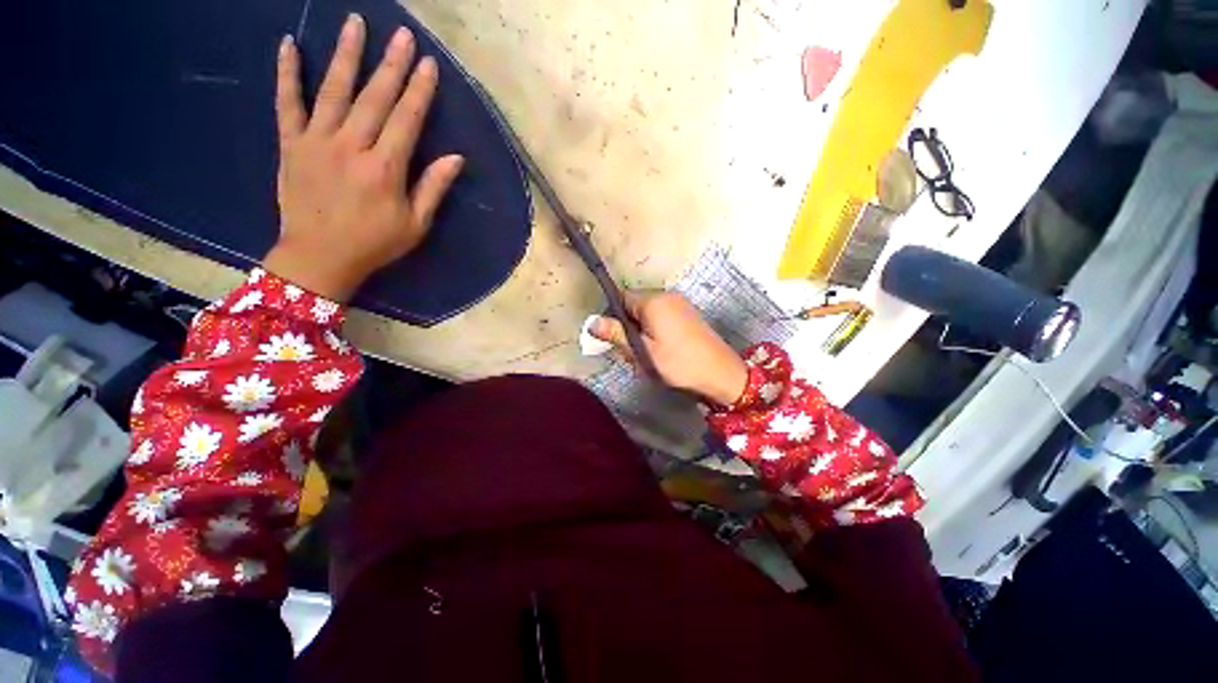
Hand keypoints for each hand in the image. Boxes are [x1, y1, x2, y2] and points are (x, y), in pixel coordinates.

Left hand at [264, 14, 464, 301]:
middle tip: (402, 34)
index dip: (419, 91)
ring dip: (346, 55)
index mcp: (385, 168)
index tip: (429, 64)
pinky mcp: (291, 144)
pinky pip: (287, 103)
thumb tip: (456, 158)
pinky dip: (287, 73)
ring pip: (333, 90)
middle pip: (375, 98)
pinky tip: (289, 45)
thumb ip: (433, 188)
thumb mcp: (415, 224)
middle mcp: (352, 146)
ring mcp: (317, 141)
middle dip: (391, 64)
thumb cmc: (374, 243)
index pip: (407, 120)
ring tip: (355, 24)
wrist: (319, 257)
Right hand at [592, 292, 748, 405]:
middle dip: (629, 326)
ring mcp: (680, 304)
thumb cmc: (678, 363)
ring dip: (642, 330)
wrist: (721, 373)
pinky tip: (662, 350)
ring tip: (648, 354)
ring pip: (648, 313)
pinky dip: (655, 330)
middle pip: (635, 305)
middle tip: (633, 352)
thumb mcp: (643, 351)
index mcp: (653, 300)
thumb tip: (592, 322)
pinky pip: (662, 316)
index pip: (621, 297)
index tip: (615, 338)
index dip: (614, 316)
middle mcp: (667, 295)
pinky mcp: (688, 314)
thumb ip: (617, 334)